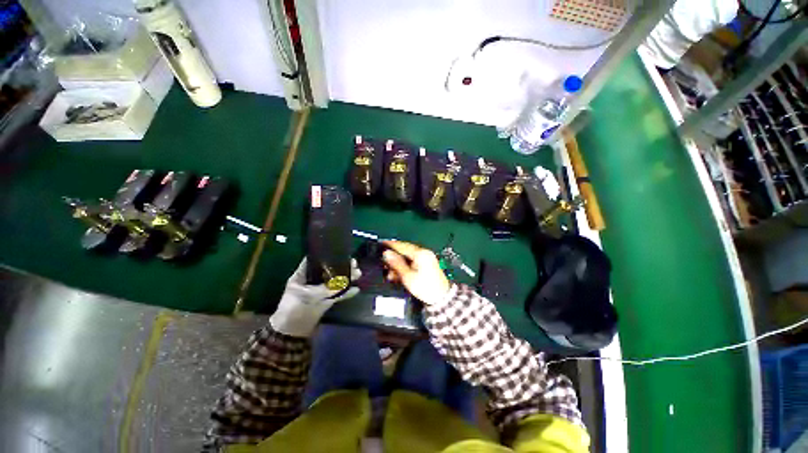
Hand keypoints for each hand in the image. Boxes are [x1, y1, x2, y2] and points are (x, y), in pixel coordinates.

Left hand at [269, 257, 361, 336]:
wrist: (291, 332)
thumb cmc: (293, 309)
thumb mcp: (308, 296)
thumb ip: (326, 289)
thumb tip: (344, 282)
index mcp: (303, 275)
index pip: (314, 260)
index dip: (325, 254)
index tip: (339, 251)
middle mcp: (312, 281)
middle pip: (328, 270)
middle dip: (341, 266)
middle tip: (354, 263)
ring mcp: (320, 291)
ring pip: (335, 282)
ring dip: (347, 278)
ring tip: (358, 273)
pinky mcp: (326, 301)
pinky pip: (338, 295)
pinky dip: (346, 293)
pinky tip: (356, 289)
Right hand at [382, 241, 450, 305]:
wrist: (441, 298)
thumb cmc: (425, 288)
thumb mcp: (408, 276)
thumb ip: (396, 264)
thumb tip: (386, 253)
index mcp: (421, 254)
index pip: (402, 245)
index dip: (390, 245)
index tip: (381, 244)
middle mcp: (424, 253)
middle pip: (405, 250)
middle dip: (394, 256)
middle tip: (383, 262)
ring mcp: (426, 258)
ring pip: (408, 257)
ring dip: (398, 263)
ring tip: (390, 272)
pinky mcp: (426, 264)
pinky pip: (413, 261)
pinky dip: (405, 265)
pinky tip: (398, 273)